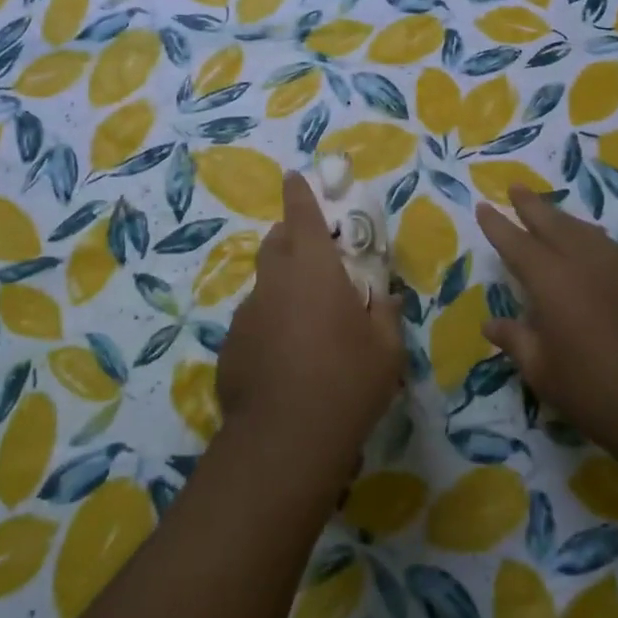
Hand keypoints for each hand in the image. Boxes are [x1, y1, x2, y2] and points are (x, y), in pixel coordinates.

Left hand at [217, 172, 403, 479]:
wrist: (284, 440)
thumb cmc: (347, 381)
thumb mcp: (387, 349)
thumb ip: (387, 314)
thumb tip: (388, 299)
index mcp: (313, 268)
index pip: (301, 213)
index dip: (299, 192)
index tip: (295, 177)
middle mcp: (274, 281)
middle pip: (276, 242)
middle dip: (292, 238)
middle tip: (316, 258)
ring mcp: (246, 313)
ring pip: (264, 284)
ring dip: (282, 286)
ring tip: (306, 320)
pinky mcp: (230, 346)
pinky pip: (254, 320)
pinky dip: (269, 323)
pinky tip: (285, 358)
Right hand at [476, 186, 617, 456]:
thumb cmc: (594, 391)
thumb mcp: (542, 371)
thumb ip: (516, 341)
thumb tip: (490, 324)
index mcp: (551, 281)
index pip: (517, 244)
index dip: (498, 226)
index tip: (483, 206)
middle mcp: (583, 264)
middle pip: (553, 224)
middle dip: (532, 205)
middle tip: (515, 187)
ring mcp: (616, 271)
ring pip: (584, 230)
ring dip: (562, 217)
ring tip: (549, 211)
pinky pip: (605, 246)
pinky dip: (587, 235)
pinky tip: (587, 244)